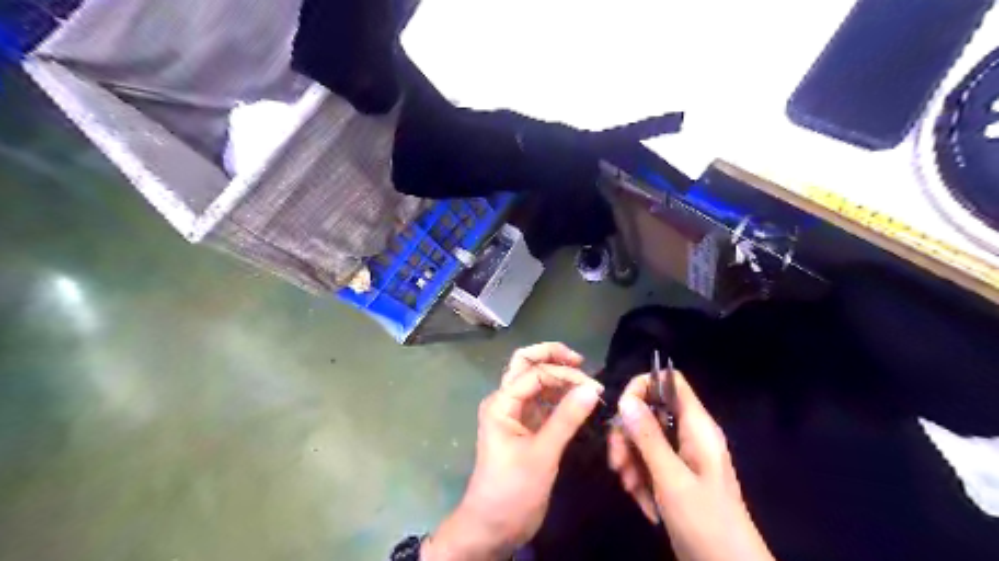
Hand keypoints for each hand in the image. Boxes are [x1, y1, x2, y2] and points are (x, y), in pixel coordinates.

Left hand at [419, 341, 598, 559]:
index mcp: (501, 403)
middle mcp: (505, 401)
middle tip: (581, 361)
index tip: (594, 387)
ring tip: (585, 382)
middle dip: (552, 356)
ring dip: (557, 376)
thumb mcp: (542, 454)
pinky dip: (559, 396)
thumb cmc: (512, 490)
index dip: (565, 374)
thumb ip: (567, 418)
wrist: (492, 527)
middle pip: (526, 364)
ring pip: (534, 381)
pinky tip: (577, 400)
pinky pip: (542, 402)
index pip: (535, 373)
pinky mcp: (525, 427)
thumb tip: (593, 388)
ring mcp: (514, 414)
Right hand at [604, 369, 775, 559]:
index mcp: (697, 426)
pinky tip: (642, 502)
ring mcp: (681, 455)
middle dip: (627, 435)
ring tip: (630, 488)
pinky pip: (647, 462)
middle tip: (617, 463)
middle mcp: (688, 434)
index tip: (620, 410)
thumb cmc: (706, 522)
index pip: (669, 381)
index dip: (643, 386)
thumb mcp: (671, 479)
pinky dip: (639, 478)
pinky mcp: (674, 475)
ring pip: (643, 438)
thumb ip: (648, 437)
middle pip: (649, 411)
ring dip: (630, 461)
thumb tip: (625, 398)